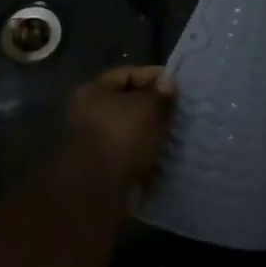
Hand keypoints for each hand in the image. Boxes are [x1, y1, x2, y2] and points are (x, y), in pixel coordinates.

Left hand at [62, 65, 176, 192]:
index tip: (177, 85)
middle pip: (126, 104)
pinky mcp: (100, 171)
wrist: (98, 192)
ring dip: (149, 134)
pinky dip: (144, 156)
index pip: (127, 74)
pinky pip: (128, 156)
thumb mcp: (148, 109)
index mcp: (93, 91)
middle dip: (152, 107)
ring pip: (128, 132)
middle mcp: (87, 114)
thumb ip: (161, 95)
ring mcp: (92, 144)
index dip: (153, 76)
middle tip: (178, 111)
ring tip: (175, 135)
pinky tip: (164, 158)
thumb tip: (169, 84)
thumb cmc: (121, 137)